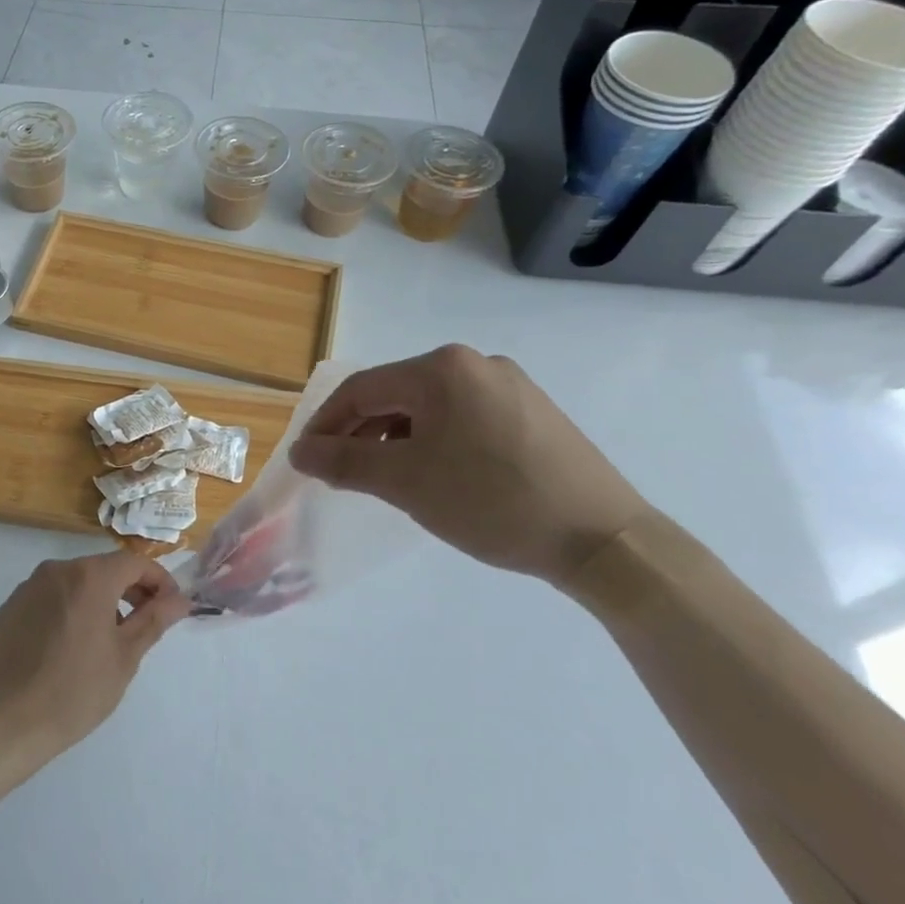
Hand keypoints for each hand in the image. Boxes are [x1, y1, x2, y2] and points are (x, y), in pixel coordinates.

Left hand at [0, 551, 192, 768]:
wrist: (10, 721)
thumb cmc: (78, 690)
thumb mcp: (126, 656)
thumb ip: (154, 619)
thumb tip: (180, 599)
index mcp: (89, 577)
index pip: (134, 563)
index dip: (158, 580)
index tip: (170, 607)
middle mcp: (57, 570)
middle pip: (102, 569)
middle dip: (128, 590)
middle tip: (144, 624)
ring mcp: (28, 587)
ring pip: (74, 583)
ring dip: (96, 600)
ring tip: (105, 639)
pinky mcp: (9, 608)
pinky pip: (48, 599)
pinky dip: (66, 611)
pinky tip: (67, 647)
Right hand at [288, 345, 650, 587]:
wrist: (604, 540)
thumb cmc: (492, 502)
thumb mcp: (405, 483)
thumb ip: (344, 461)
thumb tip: (300, 450)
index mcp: (441, 368)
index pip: (361, 389)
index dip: (325, 424)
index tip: (305, 459)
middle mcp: (474, 363)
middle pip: (395, 394)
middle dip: (360, 433)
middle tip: (340, 472)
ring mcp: (509, 385)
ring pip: (428, 407)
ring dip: (396, 438)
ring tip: (385, 478)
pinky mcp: (532, 412)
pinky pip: (462, 417)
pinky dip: (434, 441)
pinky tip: (435, 473)